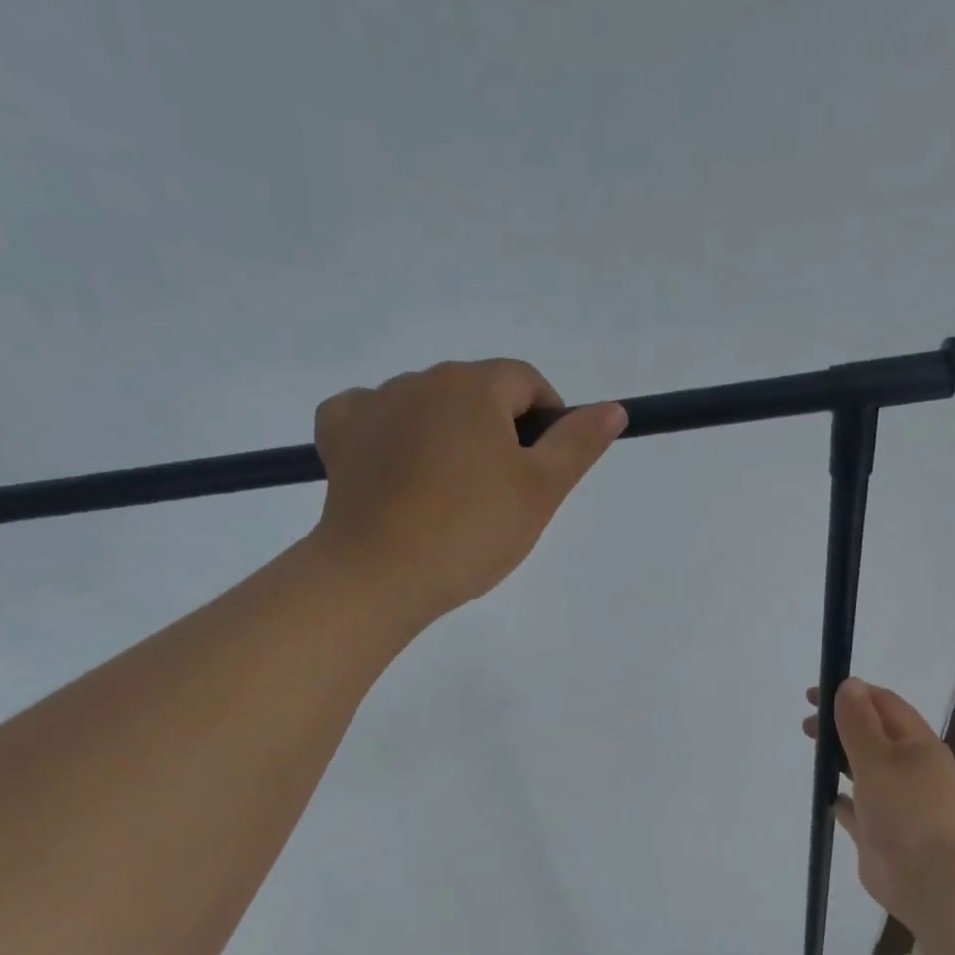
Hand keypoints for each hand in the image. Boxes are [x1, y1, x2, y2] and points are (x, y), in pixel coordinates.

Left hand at [311, 359, 626, 621]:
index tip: (543, 471)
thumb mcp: (540, 492)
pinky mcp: (340, 435)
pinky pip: (373, 418)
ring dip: (447, 436)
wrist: (381, 574)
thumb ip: (577, 444)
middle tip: (499, 496)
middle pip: (476, 393)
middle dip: (496, 432)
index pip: (526, 382)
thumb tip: (613, 408)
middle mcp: (421, 379)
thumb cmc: (471, 532)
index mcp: (474, 386)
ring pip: (427, 407)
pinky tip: (398, 470)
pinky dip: (390, 436)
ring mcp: (374, 403)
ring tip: (449, 497)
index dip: (546, 420)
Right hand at [803, 677, 954, 924]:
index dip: (850, 694)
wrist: (936, 882)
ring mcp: (899, 804)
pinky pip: (860, 809)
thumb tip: (849, 683)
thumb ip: (859, 723)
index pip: (884, 705)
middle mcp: (911, 770)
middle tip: (807, 727)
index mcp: (918, 745)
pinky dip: (844, 798)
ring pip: (867, 772)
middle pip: (874, 737)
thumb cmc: (909, 811)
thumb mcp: (879, 759)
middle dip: (842, 726)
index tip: (814, 696)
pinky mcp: (884, 834)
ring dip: (842, 759)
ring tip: (815, 756)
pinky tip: (828, 797)